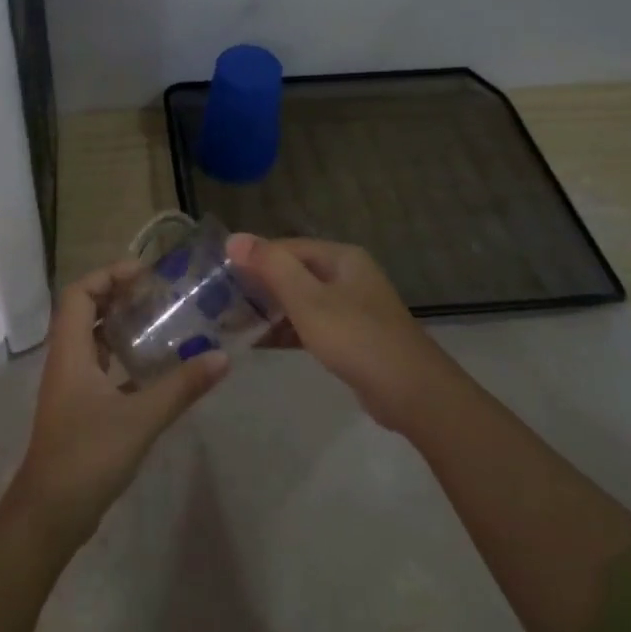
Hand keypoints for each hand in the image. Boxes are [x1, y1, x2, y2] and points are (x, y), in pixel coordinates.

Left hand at [10, 261, 229, 541]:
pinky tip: (154, 367)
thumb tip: (221, 357)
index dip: (108, 274)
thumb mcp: (140, 418)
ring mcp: (71, 386)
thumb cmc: (88, 456)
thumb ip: (181, 387)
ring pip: (93, 340)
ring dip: (121, 325)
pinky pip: (101, 367)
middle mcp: (66, 360)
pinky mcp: (79, 408)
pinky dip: (123, 357)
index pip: (79, 293)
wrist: (50, 514)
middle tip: (158, 294)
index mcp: (70, 351)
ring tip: (160, 321)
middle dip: (118, 295)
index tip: (145, 273)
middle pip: (85, 311)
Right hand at [226, 234, 452, 430]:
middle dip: (259, 285)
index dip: (252, 258)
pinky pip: (311, 324)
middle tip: (220, 302)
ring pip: (301, 300)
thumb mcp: (308, 299)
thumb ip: (271, 266)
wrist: (411, 392)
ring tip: (233, 322)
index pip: (285, 247)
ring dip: (270, 309)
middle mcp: (347, 275)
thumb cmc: (356, 337)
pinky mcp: (351, 336)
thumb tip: (234, 239)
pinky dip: (287, 330)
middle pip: (293, 272)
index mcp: (341, 257)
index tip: (219, 276)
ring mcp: (351, 307)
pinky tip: (261, 343)